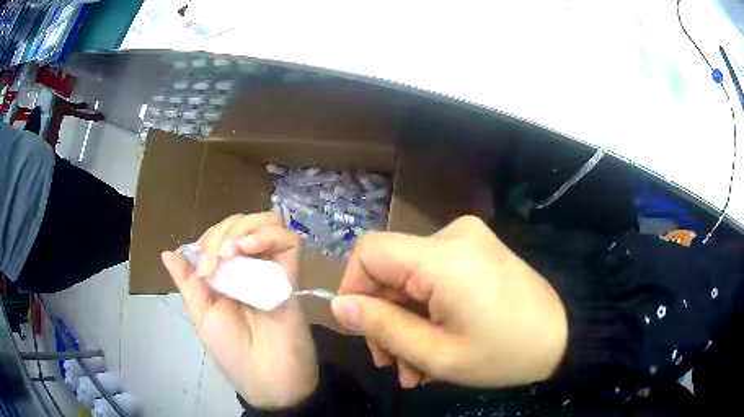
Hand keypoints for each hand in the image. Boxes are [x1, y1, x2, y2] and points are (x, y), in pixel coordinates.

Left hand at [161, 213, 317, 409]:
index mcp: (228, 275)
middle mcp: (251, 267)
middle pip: (243, 222)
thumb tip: (167, 253)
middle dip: (223, 231)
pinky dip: (266, 235)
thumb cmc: (232, 352)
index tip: (206, 268)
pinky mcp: (292, 275)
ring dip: (245, 228)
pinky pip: (288, 240)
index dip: (210, 239)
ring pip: (267, 222)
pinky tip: (248, 249)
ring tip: (234, 252)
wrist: (266, 377)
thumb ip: (188, 282)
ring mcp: (273, 269)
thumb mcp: (203, 314)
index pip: (222, 234)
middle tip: (217, 259)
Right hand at [331, 216, 567, 388]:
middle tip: (395, 365)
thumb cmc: (505, 353)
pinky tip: (436, 344)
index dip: (354, 289)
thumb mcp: (438, 354)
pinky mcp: (477, 250)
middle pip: (391, 269)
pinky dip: (428, 308)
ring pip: (411, 277)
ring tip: (416, 367)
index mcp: (442, 257)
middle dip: (385, 318)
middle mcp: (452, 235)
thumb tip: (338, 306)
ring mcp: (468, 240)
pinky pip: (434, 275)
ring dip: (407, 321)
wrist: (564, 336)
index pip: (368, 252)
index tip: (363, 331)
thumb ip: (382, 328)